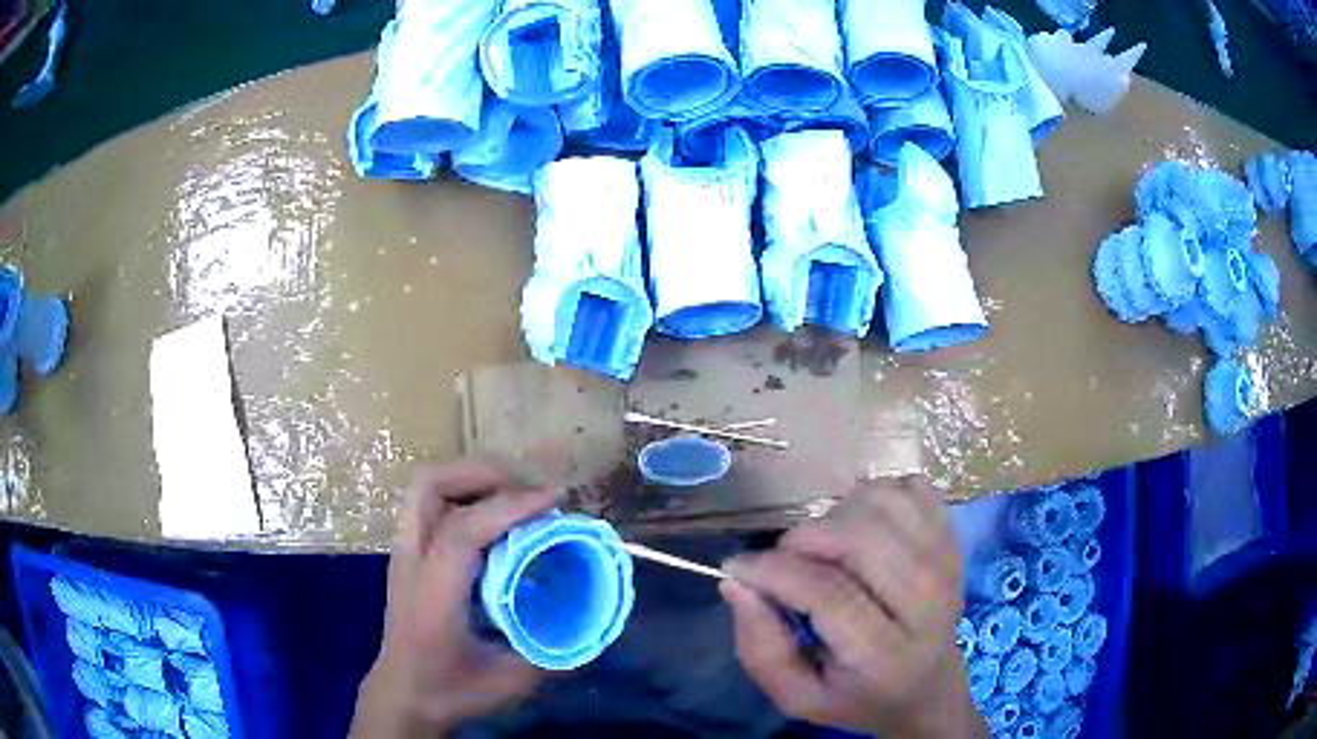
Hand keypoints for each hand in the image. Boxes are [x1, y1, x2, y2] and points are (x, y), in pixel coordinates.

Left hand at [350, 461, 561, 737]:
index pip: (463, 529)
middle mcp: (411, 560)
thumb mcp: (508, 681)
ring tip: (517, 492)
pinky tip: (497, 516)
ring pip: (427, 484)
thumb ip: (550, 652)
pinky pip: (432, 501)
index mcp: (434, 594)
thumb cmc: (448, 689)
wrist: (401, 694)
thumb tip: (590, 622)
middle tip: (531, 488)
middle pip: (431, 484)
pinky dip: (467, 492)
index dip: (511, 505)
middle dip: (485, 472)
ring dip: (474, 477)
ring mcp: (404, 551)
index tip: (555, 499)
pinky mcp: (408, 552)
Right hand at [721, 476, 986, 738]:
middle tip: (785, 558)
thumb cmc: (855, 695)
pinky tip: (862, 525)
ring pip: (884, 504)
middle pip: (861, 538)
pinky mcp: (954, 538)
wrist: (927, 686)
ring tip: (826, 546)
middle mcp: (927, 602)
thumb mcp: (797, 697)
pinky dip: (877, 496)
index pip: (828, 593)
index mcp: (884, 655)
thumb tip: (736, 582)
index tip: (738, 567)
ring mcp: (946, 563)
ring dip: (839, 514)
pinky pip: (911, 489)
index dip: (773, 571)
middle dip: (805, 538)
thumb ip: (760, 648)